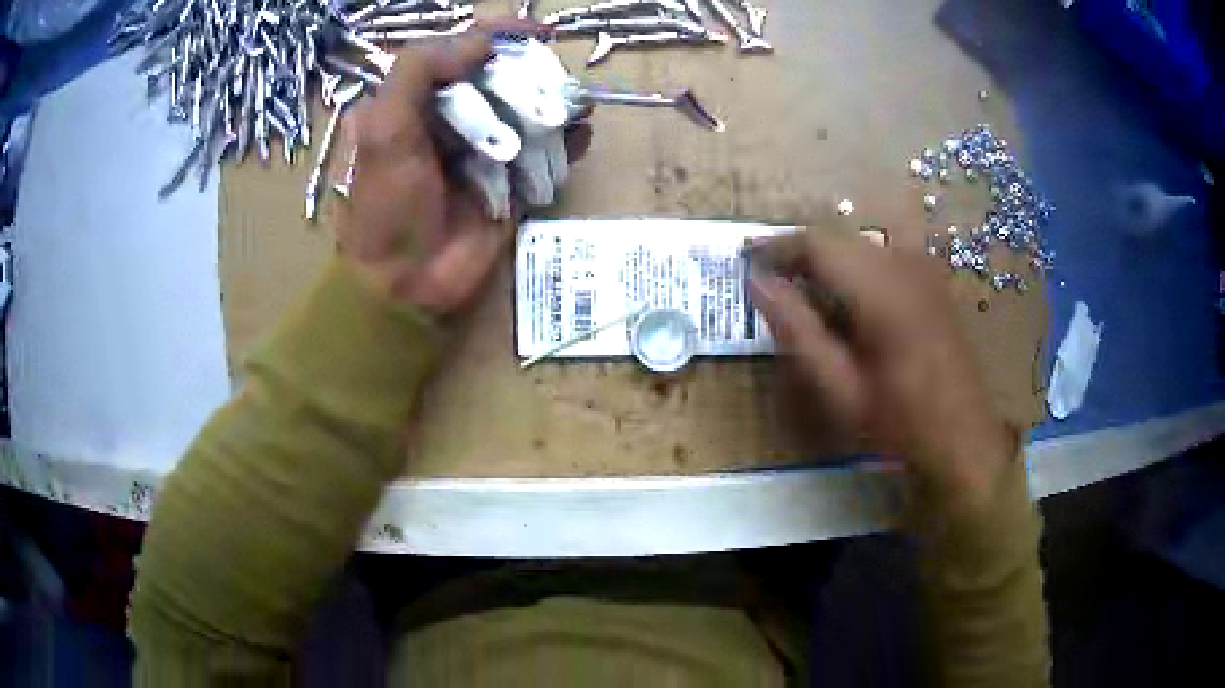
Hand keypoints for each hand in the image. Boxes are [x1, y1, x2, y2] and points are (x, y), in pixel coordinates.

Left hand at [337, 22, 589, 316]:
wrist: (407, 283)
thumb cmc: (388, 206)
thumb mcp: (384, 129)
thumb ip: (418, 71)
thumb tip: (483, 40)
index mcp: (420, 100)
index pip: (463, 50)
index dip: (499, 33)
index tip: (538, 32)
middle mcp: (455, 117)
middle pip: (505, 76)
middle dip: (531, 76)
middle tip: (549, 89)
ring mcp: (487, 148)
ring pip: (531, 109)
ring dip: (555, 105)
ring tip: (572, 112)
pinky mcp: (513, 180)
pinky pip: (548, 151)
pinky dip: (568, 141)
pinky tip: (578, 138)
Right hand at [749, 230, 1017, 513]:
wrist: (963, 437)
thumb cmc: (899, 422)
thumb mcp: (839, 388)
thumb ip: (797, 330)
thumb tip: (756, 283)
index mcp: (881, 289)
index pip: (817, 242)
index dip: (775, 246)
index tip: (744, 261)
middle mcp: (904, 264)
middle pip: (838, 237)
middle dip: (798, 253)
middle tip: (768, 282)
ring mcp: (923, 269)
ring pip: (859, 244)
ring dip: (826, 260)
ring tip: (802, 293)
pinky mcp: (932, 280)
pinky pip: (881, 256)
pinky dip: (852, 268)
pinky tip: (846, 302)